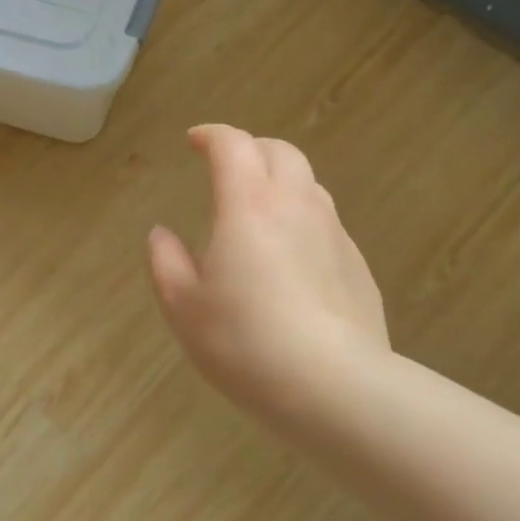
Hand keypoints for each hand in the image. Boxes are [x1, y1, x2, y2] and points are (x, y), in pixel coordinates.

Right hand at [148, 125, 388, 430]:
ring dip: (279, 181)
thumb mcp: (182, 305)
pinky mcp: (357, 265)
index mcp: (248, 205)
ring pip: (309, 184)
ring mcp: (334, 233)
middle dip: (250, 148)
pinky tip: (289, 258)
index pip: (233, 145)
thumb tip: (162, 234)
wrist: (333, 386)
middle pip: (280, 151)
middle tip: (226, 168)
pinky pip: (326, 223)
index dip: (211, 135)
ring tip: (257, 209)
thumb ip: (165, 260)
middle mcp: (296, 205)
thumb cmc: (243, 341)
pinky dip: (301, 219)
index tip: (193, 141)